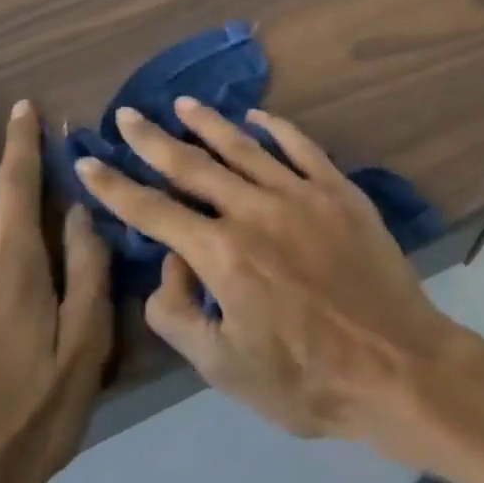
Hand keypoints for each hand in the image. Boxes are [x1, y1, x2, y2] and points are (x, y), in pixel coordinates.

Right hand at [72, 99, 457, 445]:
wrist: (395, 363)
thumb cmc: (305, 378)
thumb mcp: (223, 366)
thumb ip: (177, 313)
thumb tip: (169, 261)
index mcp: (222, 254)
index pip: (153, 211)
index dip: (115, 186)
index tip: (88, 161)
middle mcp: (256, 210)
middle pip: (193, 166)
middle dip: (153, 140)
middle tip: (126, 115)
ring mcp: (302, 194)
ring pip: (245, 147)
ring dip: (209, 124)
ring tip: (183, 104)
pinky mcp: (340, 191)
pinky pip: (302, 148)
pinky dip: (277, 127)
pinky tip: (257, 116)